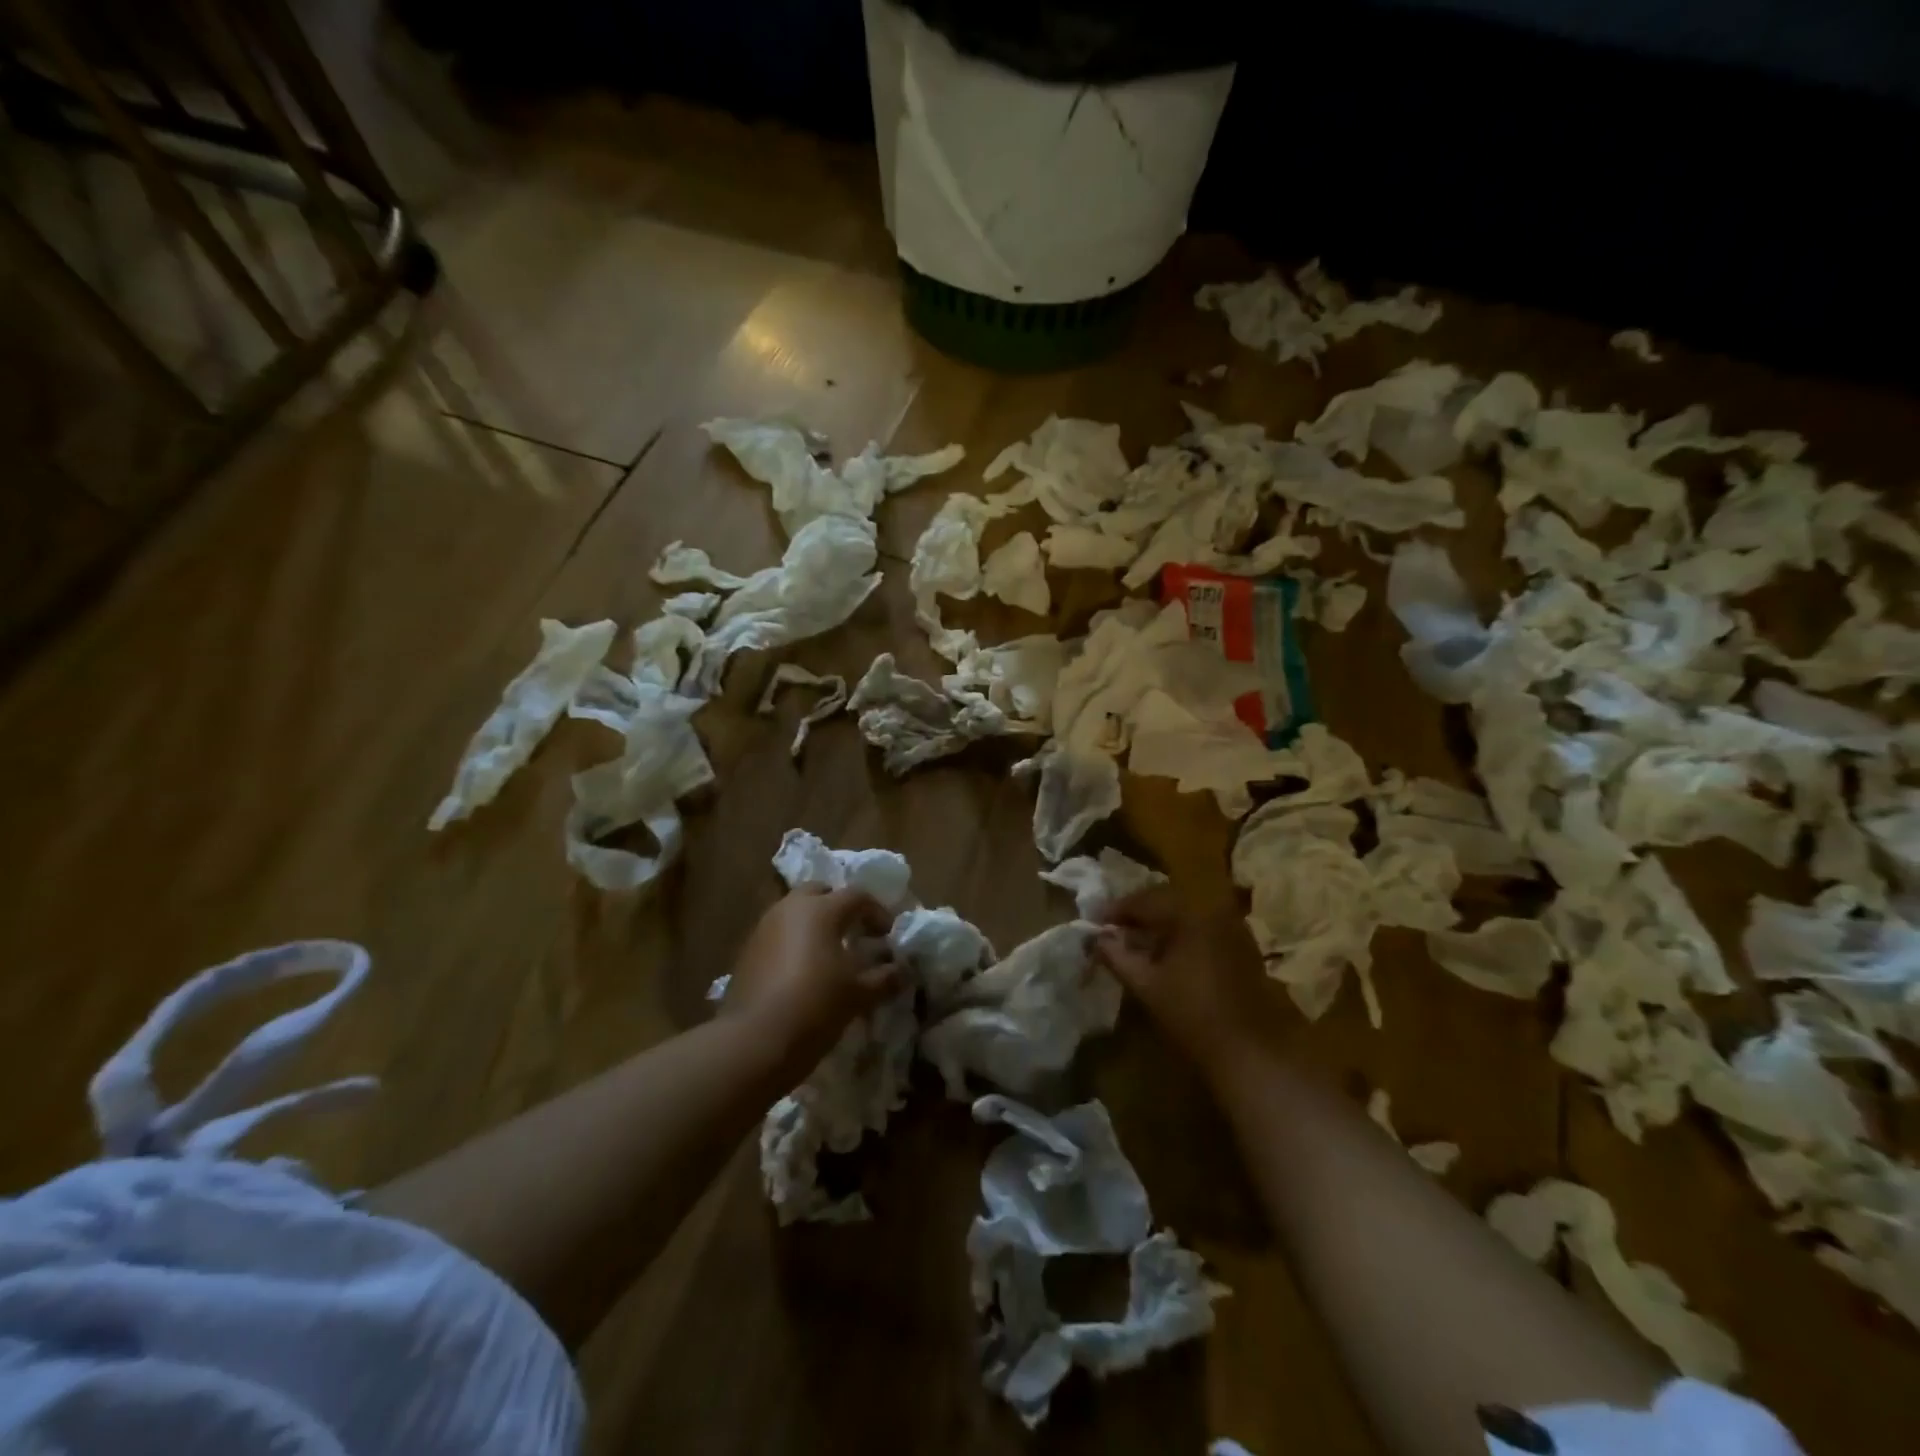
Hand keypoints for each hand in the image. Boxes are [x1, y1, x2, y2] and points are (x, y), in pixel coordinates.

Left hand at [721, 885, 901, 1075]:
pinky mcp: (747, 951)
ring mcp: (764, 927)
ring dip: (814, 923)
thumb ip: (885, 978)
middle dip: (839, 906)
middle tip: (854, 932)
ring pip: (794, 911)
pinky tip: (802, 971)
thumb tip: (903, 971)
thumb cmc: (816, 1006)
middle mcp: (791, 908)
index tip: (888, 936)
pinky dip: (794, 941)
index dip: (877, 912)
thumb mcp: (859, 994)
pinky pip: (778, 933)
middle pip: (820, 892)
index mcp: (822, 909)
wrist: (755, 1040)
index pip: (857, 896)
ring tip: (829, 953)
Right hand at [1094, 886, 1280, 1076]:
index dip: (1116, 910)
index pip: (1144, 900)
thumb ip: (1117, 956)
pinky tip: (1168, 954)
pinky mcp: (1244, 947)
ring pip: (1187, 914)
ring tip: (1138, 941)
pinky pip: (1204, 928)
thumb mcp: (1146, 985)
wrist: (1250, 1051)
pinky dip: (1182, 934)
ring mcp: (1233, 928)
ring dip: (1161, 923)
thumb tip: (1097, 938)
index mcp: (1189, 914)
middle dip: (1138, 913)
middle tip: (1114, 929)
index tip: (1095, 922)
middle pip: (1167, 901)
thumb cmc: (1192, 1015)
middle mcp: (1214, 911)